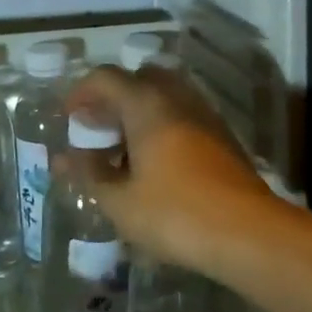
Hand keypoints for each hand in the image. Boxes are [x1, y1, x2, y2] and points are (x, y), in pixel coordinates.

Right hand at [58, 65, 287, 275]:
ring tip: (123, 151)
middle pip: (138, 79)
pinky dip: (162, 126)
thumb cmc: (175, 213)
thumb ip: (88, 173)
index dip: (80, 93)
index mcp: (146, 103)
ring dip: (139, 113)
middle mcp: (176, 97)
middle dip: (113, 99)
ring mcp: (204, 114)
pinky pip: (183, 116)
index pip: (105, 78)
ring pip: (164, 97)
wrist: (249, 233)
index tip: (68, 118)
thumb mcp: (119, 200)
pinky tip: (155, 164)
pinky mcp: (223, 136)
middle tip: (97, 130)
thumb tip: (62, 158)